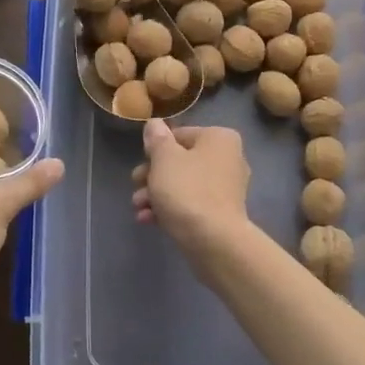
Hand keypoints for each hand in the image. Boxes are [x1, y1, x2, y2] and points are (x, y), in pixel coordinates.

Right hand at [131, 117, 251, 256]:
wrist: (213, 240)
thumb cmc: (187, 189)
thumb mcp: (164, 158)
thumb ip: (157, 139)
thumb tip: (155, 124)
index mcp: (219, 138)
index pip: (179, 135)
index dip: (155, 149)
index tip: (141, 164)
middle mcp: (228, 159)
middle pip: (180, 161)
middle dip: (152, 176)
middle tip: (135, 185)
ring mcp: (226, 188)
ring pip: (182, 184)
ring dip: (156, 194)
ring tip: (138, 207)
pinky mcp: (221, 214)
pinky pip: (191, 204)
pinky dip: (170, 209)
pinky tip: (149, 220)